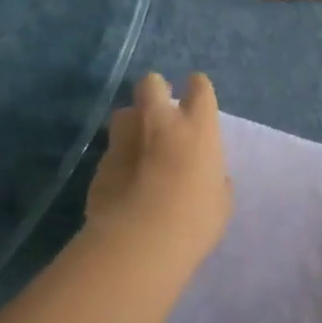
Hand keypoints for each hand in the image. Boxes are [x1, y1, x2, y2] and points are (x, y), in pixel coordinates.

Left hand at [86, 72, 232, 272]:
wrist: (142, 239)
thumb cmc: (196, 220)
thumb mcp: (220, 200)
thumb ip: (213, 178)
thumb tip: (207, 174)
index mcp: (198, 128)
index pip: (200, 88)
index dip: (198, 89)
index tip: (198, 98)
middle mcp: (159, 122)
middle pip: (152, 83)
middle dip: (156, 91)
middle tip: (162, 112)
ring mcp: (125, 139)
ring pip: (124, 112)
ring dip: (133, 123)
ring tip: (140, 145)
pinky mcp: (101, 163)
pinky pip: (112, 149)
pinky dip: (120, 158)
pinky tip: (125, 180)